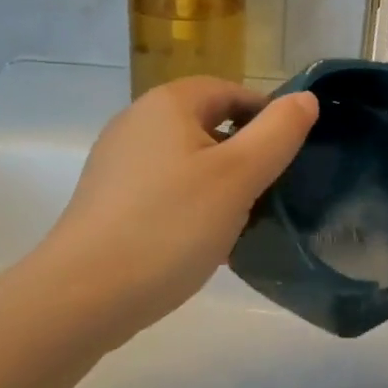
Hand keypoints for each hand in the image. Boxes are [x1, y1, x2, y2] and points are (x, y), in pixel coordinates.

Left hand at [31, 78, 317, 343]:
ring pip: (188, 161)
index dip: (267, 118)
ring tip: (240, 223)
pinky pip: (165, 189)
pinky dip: (190, 205)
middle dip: (245, 155)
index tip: (289, 159)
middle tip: (269, 194)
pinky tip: (202, 242)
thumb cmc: (170, 226)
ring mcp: (117, 162)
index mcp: (168, 104)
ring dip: (219, 184)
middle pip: (209, 125)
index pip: (232, 91)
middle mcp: (137, 122)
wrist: (82, 296)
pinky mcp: (108, 200)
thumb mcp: (239, 176)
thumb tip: (305, 99)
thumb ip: (279, 132)